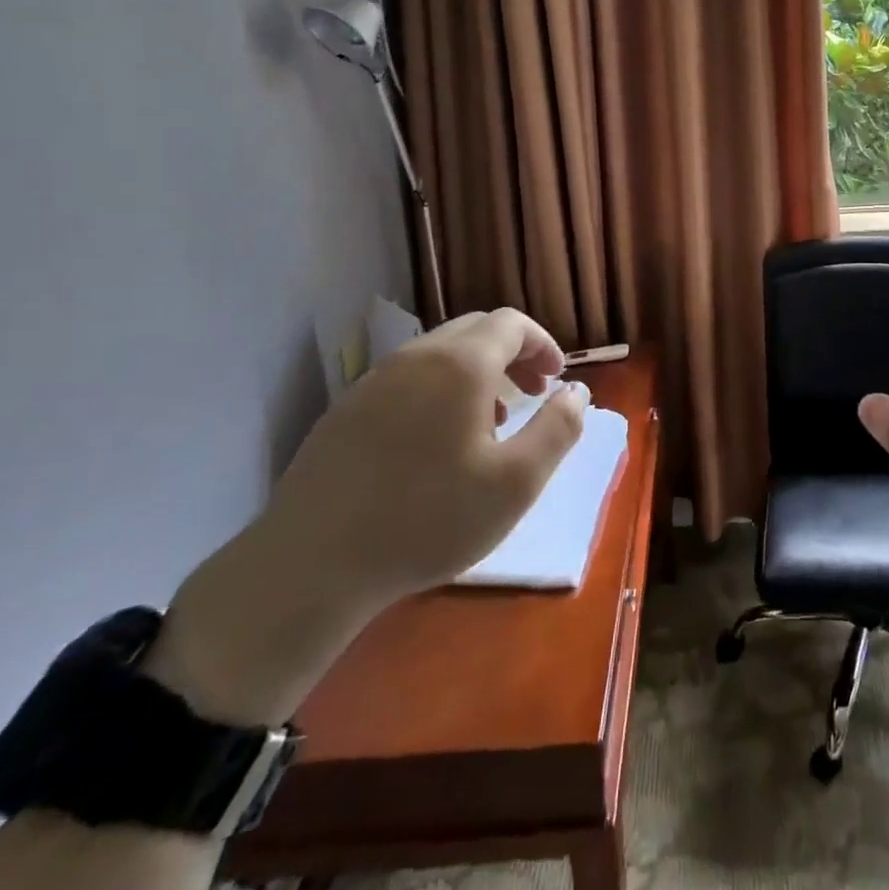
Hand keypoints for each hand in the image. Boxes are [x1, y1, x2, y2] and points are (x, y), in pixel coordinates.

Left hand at [144, 308, 583, 725]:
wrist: (310, 565)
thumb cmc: (428, 519)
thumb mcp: (516, 482)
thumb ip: (559, 429)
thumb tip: (577, 392)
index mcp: (461, 364)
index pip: (512, 324)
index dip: (543, 344)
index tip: (556, 381)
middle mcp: (416, 357)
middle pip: (476, 330)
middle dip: (513, 355)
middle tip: (531, 397)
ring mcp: (374, 380)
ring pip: (439, 354)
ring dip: (476, 373)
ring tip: (488, 424)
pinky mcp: (345, 409)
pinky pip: (407, 379)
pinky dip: (439, 390)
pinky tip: (436, 444)